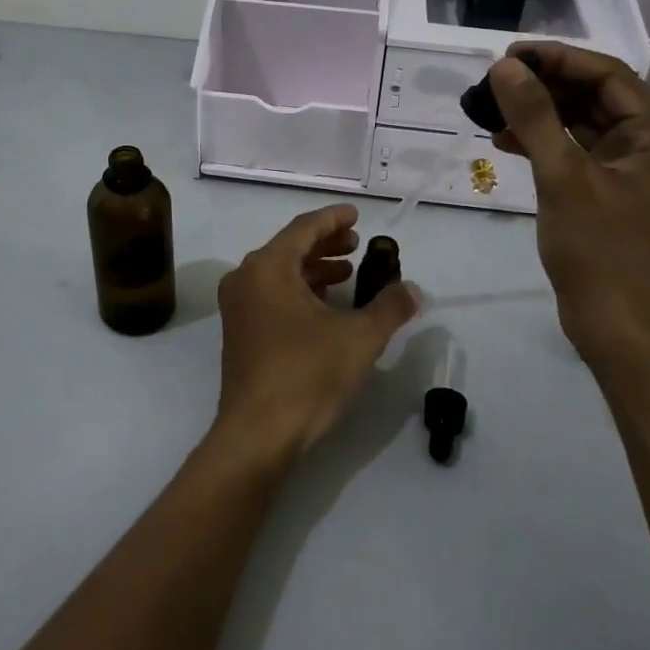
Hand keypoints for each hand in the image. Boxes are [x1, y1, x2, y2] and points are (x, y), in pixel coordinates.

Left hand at [214, 205, 418, 464]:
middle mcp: (245, 280)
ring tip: (348, 274)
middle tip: (356, 243)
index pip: (303, 229)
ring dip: (314, 270)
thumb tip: (412, 290)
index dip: (333, 219)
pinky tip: (326, 307)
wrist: (258, 434)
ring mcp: (238, 309)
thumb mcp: (359, 338)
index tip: (356, 214)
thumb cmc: (307, 375)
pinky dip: (300, 292)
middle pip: (289, 248)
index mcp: (268, 268)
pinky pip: (272, 297)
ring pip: (280, 274)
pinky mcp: (240, 334)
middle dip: (325, 244)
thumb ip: (389, 307)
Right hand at [487, 44, 649, 368]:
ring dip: (540, 114)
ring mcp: (632, 170)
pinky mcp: (611, 192)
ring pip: (582, 123)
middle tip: (495, 81)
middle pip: (596, 96)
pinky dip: (543, 143)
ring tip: (493, 108)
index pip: (609, 75)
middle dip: (545, 86)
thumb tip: (505, 67)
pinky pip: (576, 152)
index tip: (509, 54)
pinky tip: (505, 141)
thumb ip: (535, 117)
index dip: (558, 59)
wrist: (620, 327)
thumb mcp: (564, 178)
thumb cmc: (601, 251)